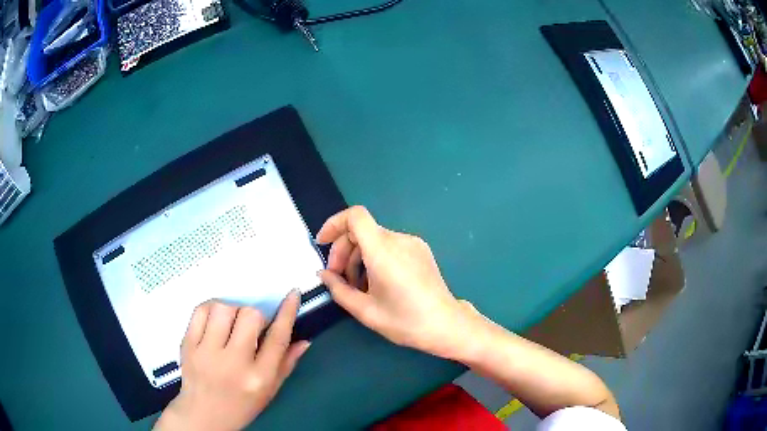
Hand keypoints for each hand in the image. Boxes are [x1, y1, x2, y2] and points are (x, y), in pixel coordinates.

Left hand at [154, 292, 309, 430]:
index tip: (292, 294)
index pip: (277, 338)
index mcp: (259, 378)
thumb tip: (304, 340)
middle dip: (255, 315)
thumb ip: (286, 364)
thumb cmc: (241, 405)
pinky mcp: (187, 344)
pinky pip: (200, 310)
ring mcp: (207, 352)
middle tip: (251, 326)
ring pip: (223, 308)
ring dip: (232, 310)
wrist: (203, 415)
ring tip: (231, 323)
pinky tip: (214, 321)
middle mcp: (233, 363)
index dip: (287, 312)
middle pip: (250, 316)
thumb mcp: (270, 391)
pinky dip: (211, 309)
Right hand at [317, 206, 477, 359]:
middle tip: (338, 278)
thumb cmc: (405, 321)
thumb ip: (338, 289)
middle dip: (343, 251)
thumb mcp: (365, 310)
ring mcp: (413, 243)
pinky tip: (376, 283)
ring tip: (357, 286)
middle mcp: (399, 239)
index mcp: (383, 251)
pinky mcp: (421, 250)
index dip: (334, 224)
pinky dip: (375, 258)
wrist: (446, 325)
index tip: (322, 244)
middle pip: (362, 231)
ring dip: (359, 257)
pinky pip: (390, 246)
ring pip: (375, 239)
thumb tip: (324, 275)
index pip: (355, 216)